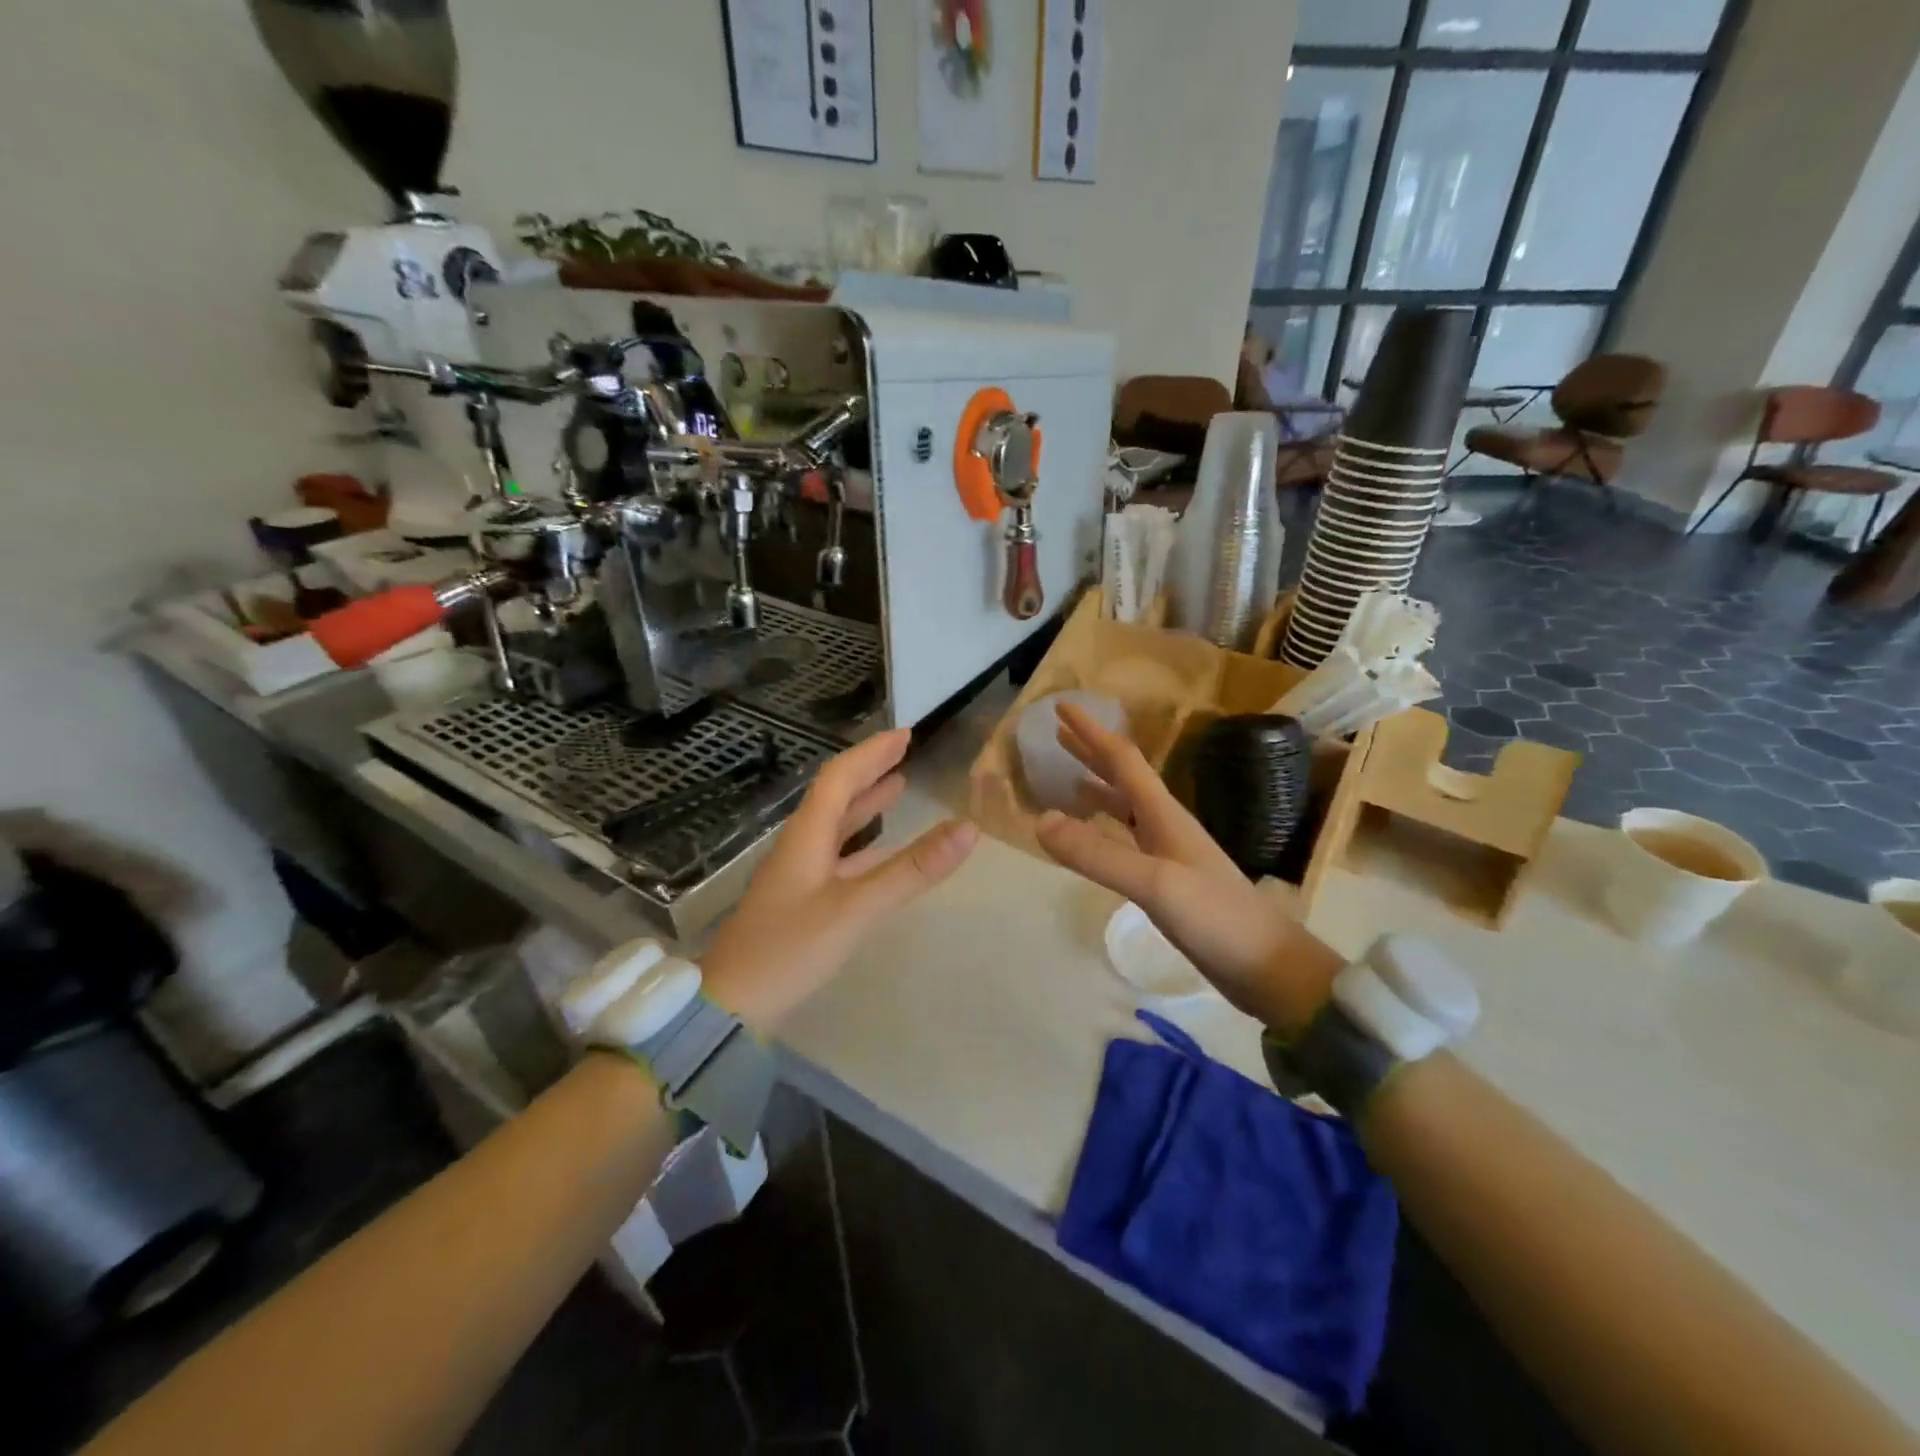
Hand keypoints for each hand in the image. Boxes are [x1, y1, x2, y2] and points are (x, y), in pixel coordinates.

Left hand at [702, 728, 977, 1031]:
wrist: (729, 1004)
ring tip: (896, 786)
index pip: (840, 778)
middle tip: (903, 752)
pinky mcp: (800, 899)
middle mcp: (801, 845)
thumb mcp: (856, 908)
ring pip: (835, 824)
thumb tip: (968, 828)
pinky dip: (862, 841)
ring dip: (865, 802)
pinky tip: (878, 850)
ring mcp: (798, 874)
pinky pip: (837, 854)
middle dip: (869, 770)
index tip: (905, 735)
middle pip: (836, 795)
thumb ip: (912, 870)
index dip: (872, 754)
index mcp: (807, 836)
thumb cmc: (789, 950)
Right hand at [1034, 703, 1341, 1034]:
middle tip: (1057, 735)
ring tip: (1067, 780)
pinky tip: (1096, 837)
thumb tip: (1041, 820)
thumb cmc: (1216, 917)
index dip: (1091, 731)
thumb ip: (1097, 854)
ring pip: (1126, 807)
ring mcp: (1169, 853)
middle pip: (1124, 776)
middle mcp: (1166, 824)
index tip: (1061, 706)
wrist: (1267, 967)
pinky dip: (1105, 827)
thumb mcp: (1154, 884)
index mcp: (1164, 813)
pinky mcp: (1169, 881)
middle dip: (1091, 752)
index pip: (1122, 759)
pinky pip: (1127, 839)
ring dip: (1098, 787)